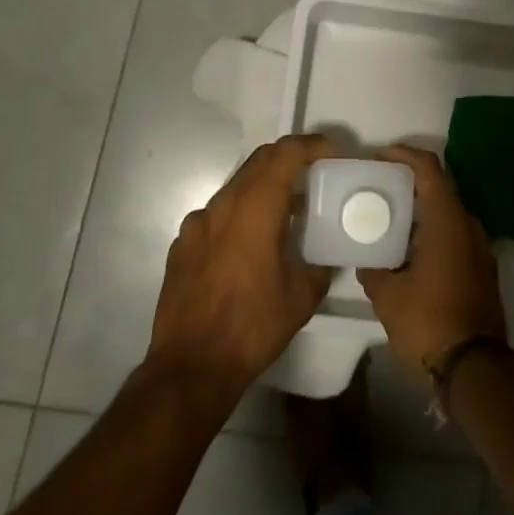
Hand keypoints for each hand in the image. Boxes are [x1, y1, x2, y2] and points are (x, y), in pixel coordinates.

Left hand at [147, 134, 339, 404]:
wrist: (190, 369)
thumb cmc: (251, 327)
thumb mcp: (302, 296)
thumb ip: (320, 263)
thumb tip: (327, 252)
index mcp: (255, 207)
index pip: (285, 153)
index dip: (312, 145)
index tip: (333, 153)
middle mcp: (223, 204)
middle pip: (259, 161)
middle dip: (289, 159)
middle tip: (313, 174)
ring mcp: (197, 223)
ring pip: (236, 186)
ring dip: (263, 188)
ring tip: (284, 213)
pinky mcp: (181, 244)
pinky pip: (216, 215)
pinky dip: (239, 214)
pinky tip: (248, 246)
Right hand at [358, 145, 507, 374]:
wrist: (475, 369)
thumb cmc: (429, 322)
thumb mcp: (387, 295)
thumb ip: (373, 268)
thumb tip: (366, 259)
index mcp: (447, 219)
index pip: (428, 168)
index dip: (403, 154)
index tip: (378, 157)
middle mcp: (468, 224)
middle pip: (438, 187)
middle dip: (408, 183)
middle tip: (378, 188)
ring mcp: (479, 247)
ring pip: (447, 213)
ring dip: (420, 210)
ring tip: (388, 219)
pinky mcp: (482, 268)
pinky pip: (454, 234)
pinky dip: (432, 231)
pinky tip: (409, 250)